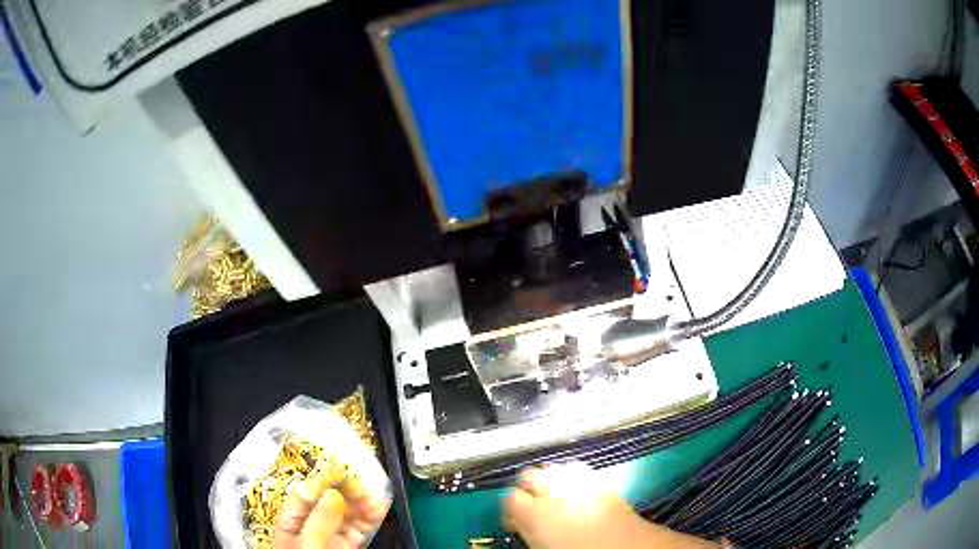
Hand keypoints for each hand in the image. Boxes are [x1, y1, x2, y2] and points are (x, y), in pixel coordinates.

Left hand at [272, 470, 389, 548]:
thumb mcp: (309, 547)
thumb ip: (319, 523)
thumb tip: (332, 494)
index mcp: (290, 526)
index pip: (303, 495)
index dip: (321, 481)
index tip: (339, 471)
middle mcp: (310, 529)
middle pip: (326, 502)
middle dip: (344, 490)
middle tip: (360, 484)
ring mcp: (330, 539)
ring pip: (346, 514)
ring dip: (360, 502)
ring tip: (373, 495)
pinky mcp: (348, 547)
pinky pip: (359, 528)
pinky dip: (370, 517)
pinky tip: (377, 507)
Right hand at [502, 464, 718, 548]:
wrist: (628, 548)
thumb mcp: (545, 547)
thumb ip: (529, 531)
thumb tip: (520, 523)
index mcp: (538, 512)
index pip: (509, 497)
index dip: (510, 508)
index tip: (514, 519)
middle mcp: (557, 490)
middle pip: (529, 475)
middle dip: (527, 488)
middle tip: (532, 507)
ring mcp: (581, 482)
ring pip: (554, 468)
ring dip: (550, 480)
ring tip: (555, 498)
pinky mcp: (602, 481)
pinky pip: (578, 471)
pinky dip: (572, 478)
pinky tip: (576, 492)